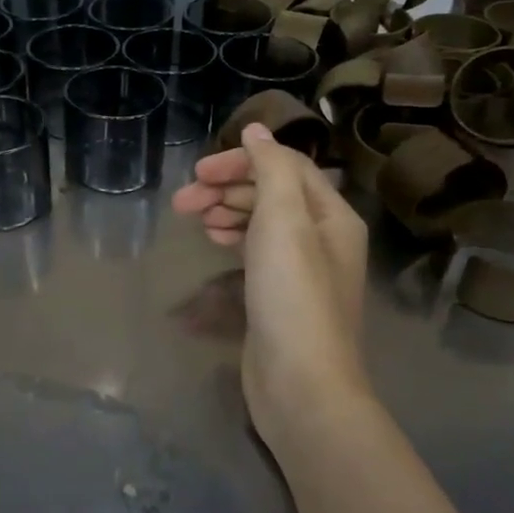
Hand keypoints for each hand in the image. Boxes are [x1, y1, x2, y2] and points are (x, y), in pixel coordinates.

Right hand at [172, 124, 370, 448]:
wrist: (300, 383)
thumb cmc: (292, 295)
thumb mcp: (284, 221)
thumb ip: (271, 169)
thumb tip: (257, 129)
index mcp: (331, 215)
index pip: (285, 166)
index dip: (241, 161)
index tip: (198, 172)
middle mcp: (322, 237)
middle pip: (271, 193)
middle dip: (226, 188)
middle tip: (182, 201)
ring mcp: (302, 269)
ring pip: (261, 221)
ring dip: (226, 211)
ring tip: (194, 220)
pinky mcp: (280, 294)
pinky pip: (256, 250)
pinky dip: (234, 238)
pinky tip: (213, 241)